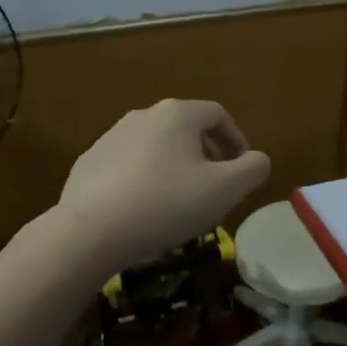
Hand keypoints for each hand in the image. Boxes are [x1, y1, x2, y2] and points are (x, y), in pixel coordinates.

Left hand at [59, 99, 271, 273]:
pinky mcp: (89, 162)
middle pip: (185, 128)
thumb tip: (257, 159)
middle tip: (214, 187)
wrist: (90, 231)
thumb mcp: (224, 190)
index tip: (241, 170)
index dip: (236, 140)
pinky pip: (127, 165)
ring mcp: (111, 137)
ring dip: (173, 166)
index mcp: (178, 114)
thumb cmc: (166, 203)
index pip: (218, 115)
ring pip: (155, 146)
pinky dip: (142, 179)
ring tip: (178, 201)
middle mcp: (143, 115)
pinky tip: (142, 210)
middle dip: (206, 154)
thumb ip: (252, 169)